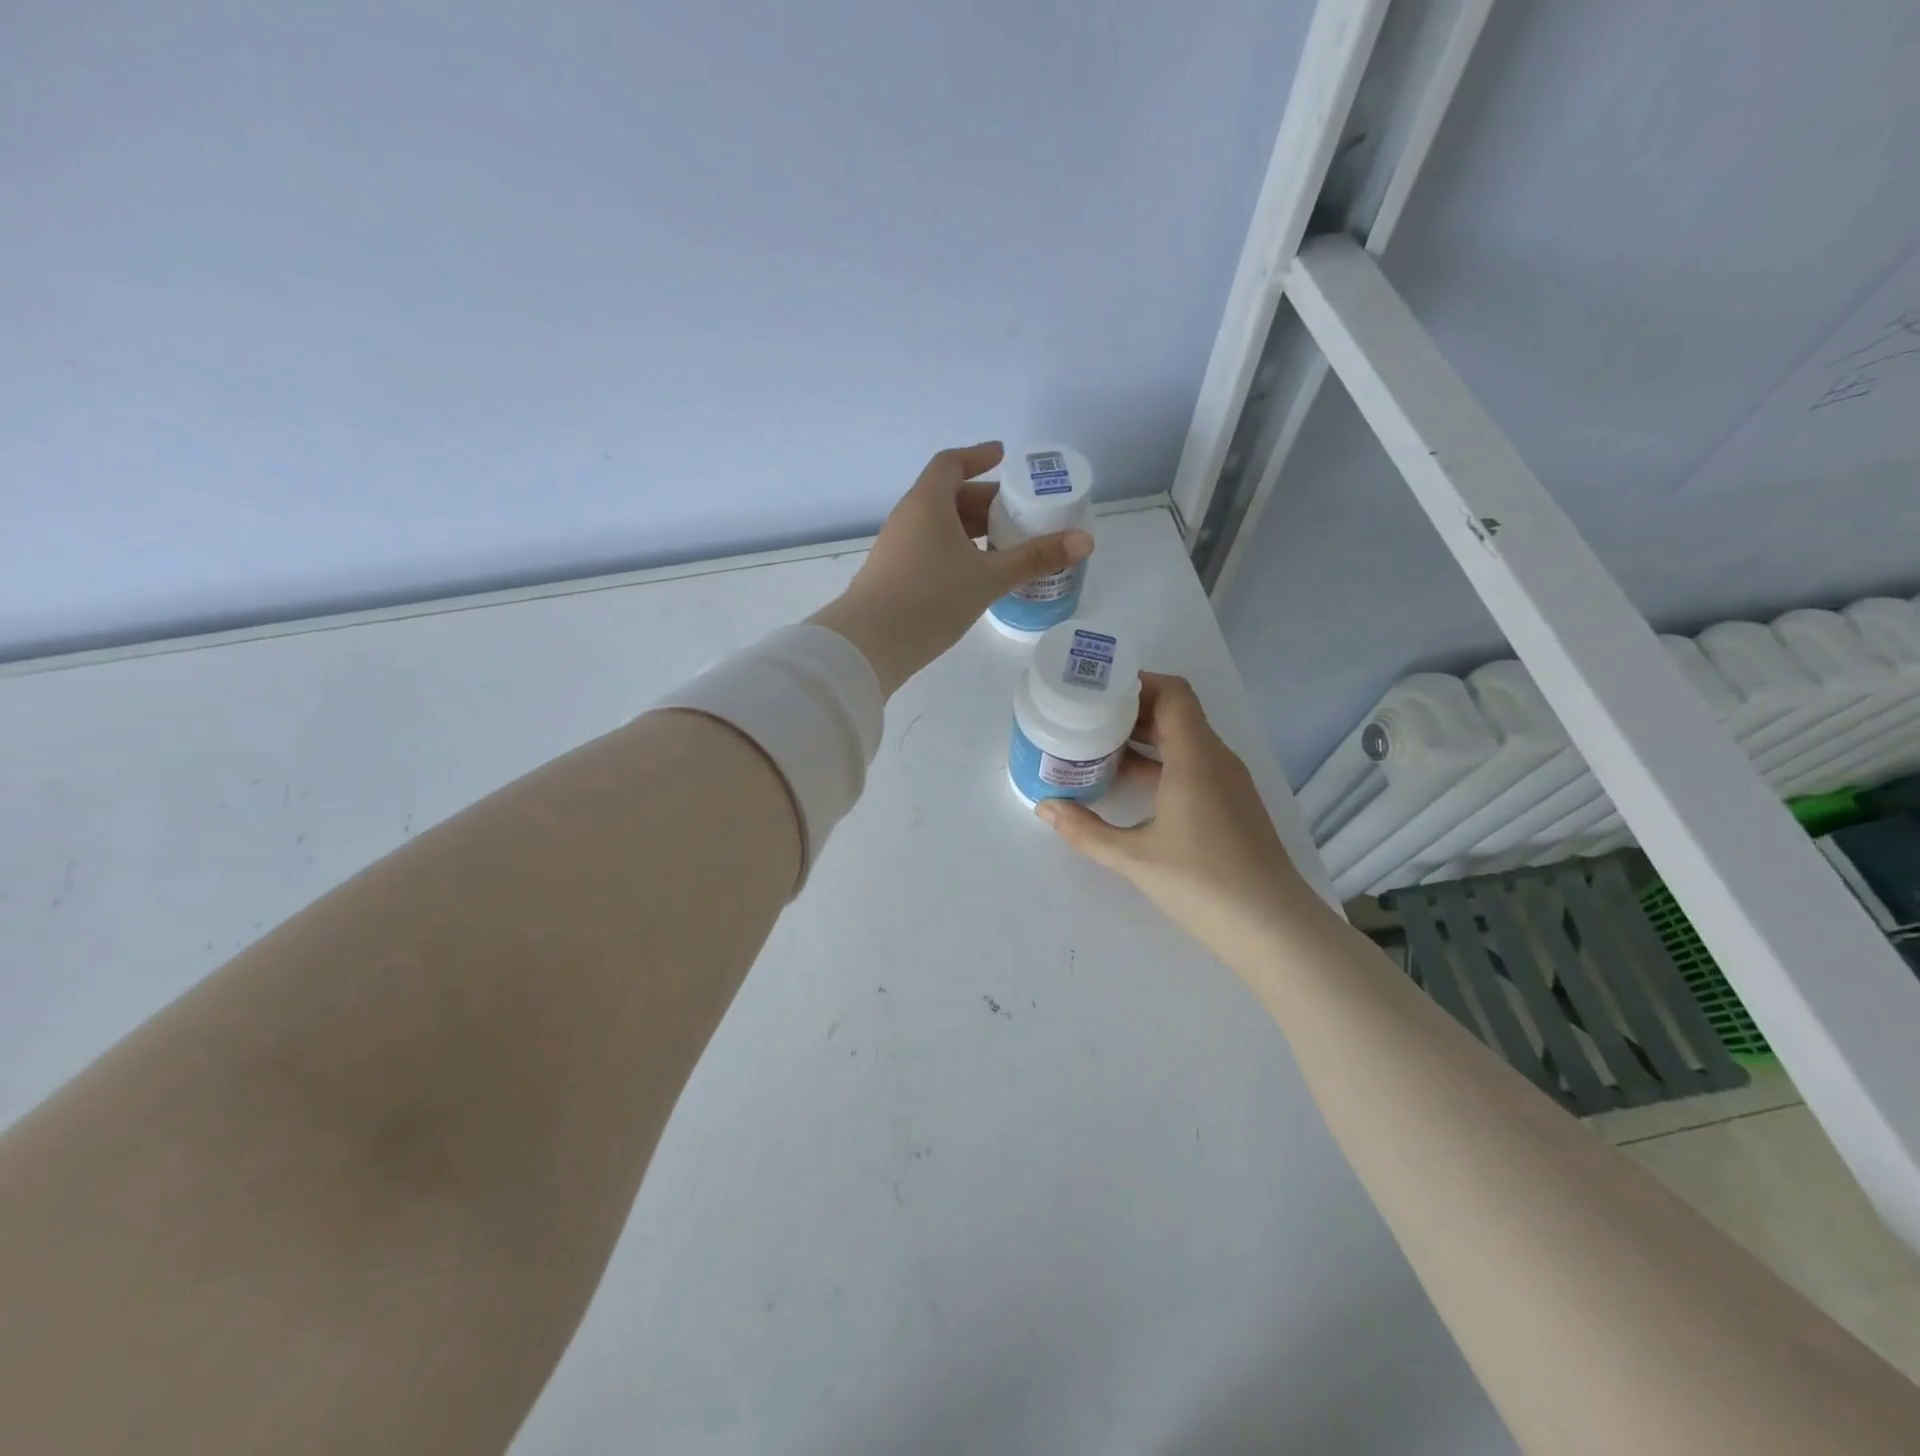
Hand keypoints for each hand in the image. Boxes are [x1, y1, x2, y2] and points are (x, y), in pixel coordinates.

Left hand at [809, 442, 1093, 694]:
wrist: (869, 644)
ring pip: (938, 526)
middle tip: (1016, 513)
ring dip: (970, 530)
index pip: (951, 464)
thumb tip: (1085, 540)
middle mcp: (907, 518)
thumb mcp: (988, 578)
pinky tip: (974, 575)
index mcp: (927, 504)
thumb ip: (1035, 558)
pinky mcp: (892, 575)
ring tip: (1003, 545)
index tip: (1001, 456)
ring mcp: (896, 548)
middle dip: (983, 501)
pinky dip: (955, 551)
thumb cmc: (930, 598)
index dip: (977, 456)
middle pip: (948, 496)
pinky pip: (929, 549)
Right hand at [1037, 674, 1320, 957]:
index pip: (1173, 693)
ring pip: (1186, 742)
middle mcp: (1217, 759)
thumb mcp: (1132, 856)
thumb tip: (1045, 807)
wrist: (1272, 927)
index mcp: (1196, 757)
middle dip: (1134, 710)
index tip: (1100, 690)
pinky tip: (1132, 785)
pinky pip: (1195, 766)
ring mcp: (1229, 783)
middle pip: (1178, 713)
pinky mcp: (1233, 805)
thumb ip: (1085, 830)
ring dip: (1147, 739)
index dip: (1139, 682)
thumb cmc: (1201, 882)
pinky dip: (1163, 763)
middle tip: (1090, 717)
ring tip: (1102, 746)